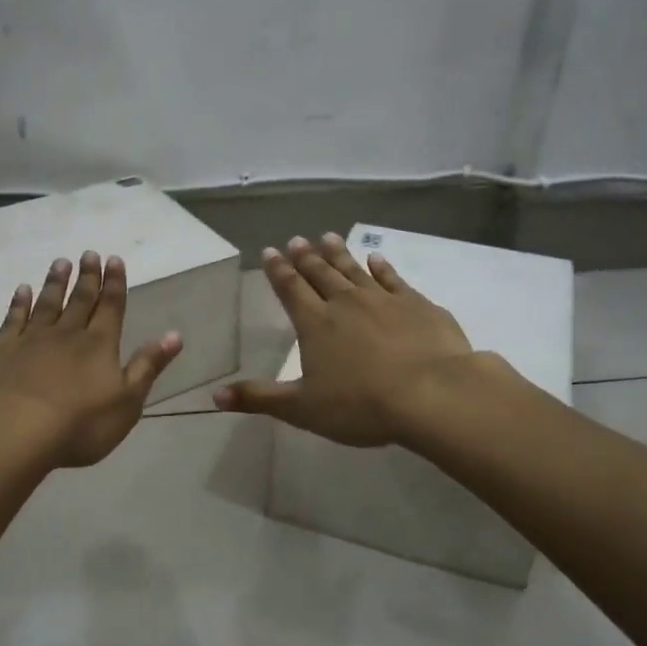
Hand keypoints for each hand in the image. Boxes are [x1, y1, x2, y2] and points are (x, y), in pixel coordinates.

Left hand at [0, 251, 182, 468]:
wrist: (14, 431)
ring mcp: (32, 339)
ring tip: (61, 262)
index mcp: (100, 345)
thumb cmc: (80, 424)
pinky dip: (19, 302)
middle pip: (80, 300)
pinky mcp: (3, 350)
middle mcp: (68, 334)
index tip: (114, 259)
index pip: (111, 307)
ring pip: (48, 303)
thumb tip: (175, 335)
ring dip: (55, 282)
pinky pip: (14, 318)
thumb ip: (148, 366)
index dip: (114, 283)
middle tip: (89, 253)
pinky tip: (23, 290)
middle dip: (87, 277)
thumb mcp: (127, 401)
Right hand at [212, 234, 476, 445]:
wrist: (431, 393)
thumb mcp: (303, 408)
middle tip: (297, 239)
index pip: (291, 290)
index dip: (279, 271)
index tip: (271, 251)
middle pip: (321, 274)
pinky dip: (382, 267)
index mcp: (315, 324)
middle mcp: (345, 303)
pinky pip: (393, 279)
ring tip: (327, 237)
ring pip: (354, 269)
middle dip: (305, 257)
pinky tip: (377, 258)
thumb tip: (215, 396)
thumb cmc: (361, 405)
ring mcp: (383, 299)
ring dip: (339, 253)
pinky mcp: (416, 304)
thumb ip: (260, 399)